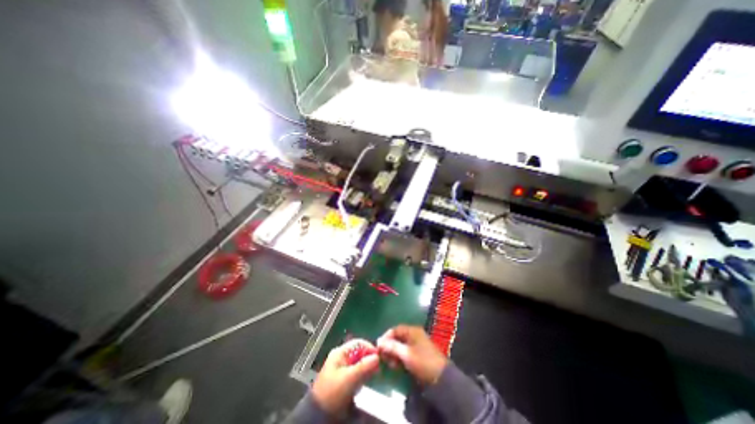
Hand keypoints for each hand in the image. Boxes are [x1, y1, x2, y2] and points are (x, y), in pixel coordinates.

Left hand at [311, 340, 381, 415]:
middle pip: (359, 352)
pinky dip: (363, 373)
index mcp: (340, 353)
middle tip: (378, 366)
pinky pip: (356, 372)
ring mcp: (341, 368)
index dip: (369, 348)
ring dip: (367, 366)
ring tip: (374, 373)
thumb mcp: (349, 378)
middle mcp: (341, 358)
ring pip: (358, 362)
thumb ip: (364, 366)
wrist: (318, 416)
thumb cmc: (333, 393)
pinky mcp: (343, 379)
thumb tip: (377, 357)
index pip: (358, 343)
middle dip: (369, 358)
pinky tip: (367, 379)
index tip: (379, 356)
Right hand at [378, 325, 445, 387]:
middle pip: (397, 337)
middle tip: (384, 358)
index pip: (395, 329)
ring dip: (394, 354)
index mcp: (412, 331)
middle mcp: (414, 334)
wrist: (441, 378)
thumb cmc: (423, 362)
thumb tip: (379, 341)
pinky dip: (399, 357)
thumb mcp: (406, 354)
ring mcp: (416, 344)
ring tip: (391, 364)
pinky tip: (397, 366)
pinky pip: (405, 352)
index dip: (386, 337)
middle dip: (389, 347)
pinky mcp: (418, 353)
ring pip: (400, 346)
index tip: (378, 347)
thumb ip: (392, 346)